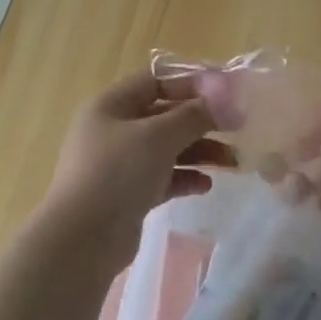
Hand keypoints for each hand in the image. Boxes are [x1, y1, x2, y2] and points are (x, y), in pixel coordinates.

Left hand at [40, 72, 232, 268]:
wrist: (83, 238)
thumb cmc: (118, 172)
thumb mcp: (159, 135)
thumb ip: (194, 115)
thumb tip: (224, 101)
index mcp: (111, 106)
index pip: (155, 81)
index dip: (191, 83)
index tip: (226, 93)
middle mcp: (113, 131)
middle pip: (164, 117)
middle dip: (202, 122)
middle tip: (237, 129)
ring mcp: (119, 165)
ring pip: (167, 149)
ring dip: (200, 152)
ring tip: (232, 162)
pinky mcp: (128, 195)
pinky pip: (163, 178)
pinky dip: (185, 178)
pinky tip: (206, 185)